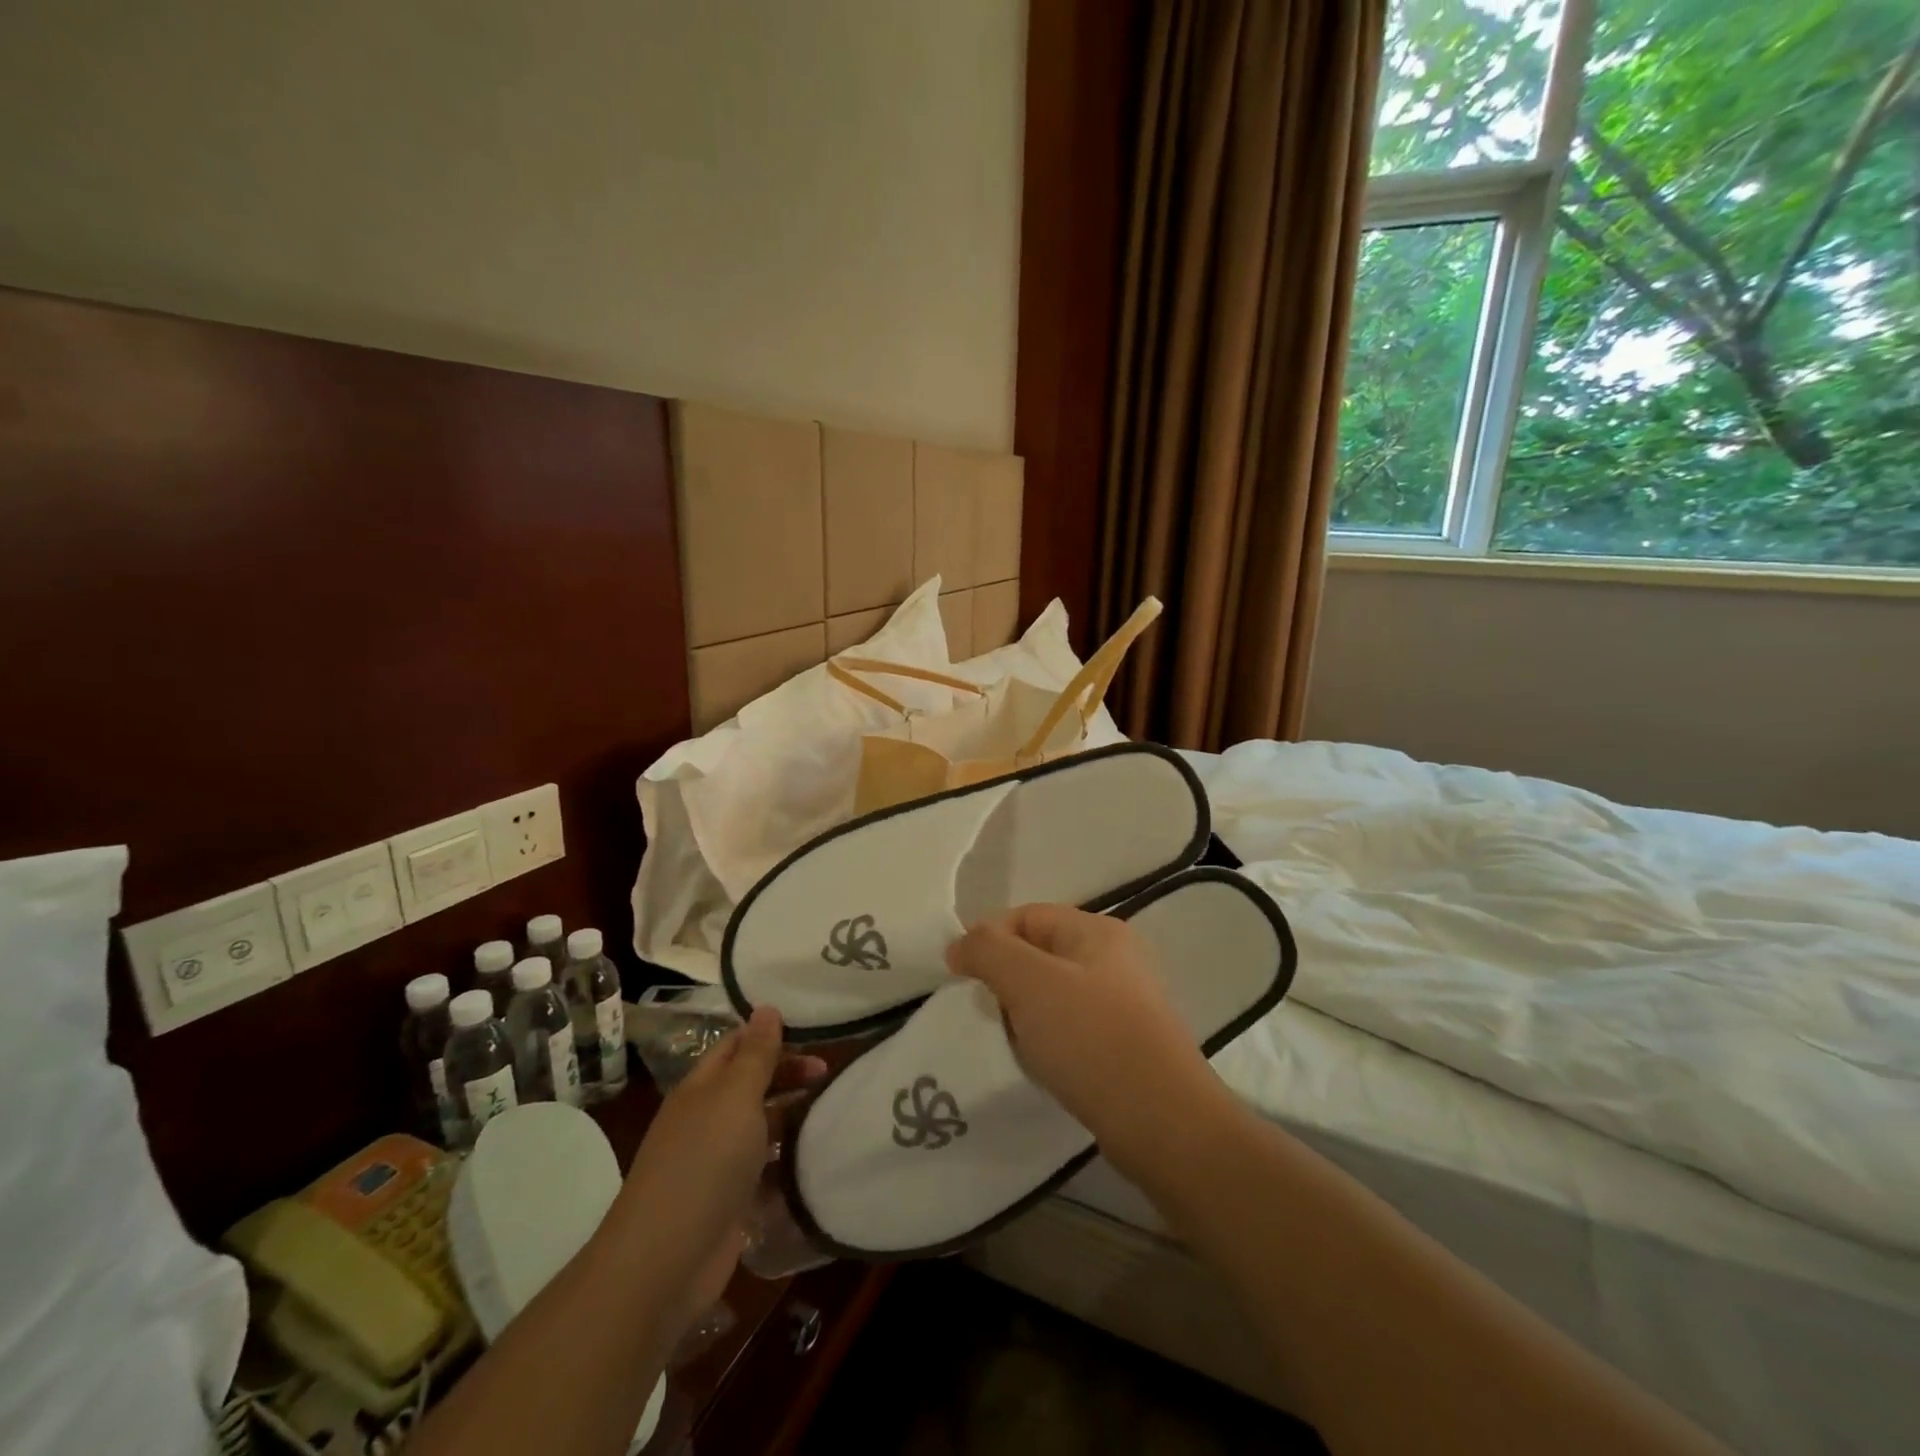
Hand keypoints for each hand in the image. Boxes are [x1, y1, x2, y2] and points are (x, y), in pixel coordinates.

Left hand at [617, 1008, 823, 1325]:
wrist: (665, 1262)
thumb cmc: (703, 1163)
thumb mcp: (735, 1096)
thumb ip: (756, 1054)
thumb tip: (766, 1007)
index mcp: (702, 1087)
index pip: (737, 1044)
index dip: (772, 1035)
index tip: (816, 1034)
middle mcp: (706, 1118)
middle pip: (752, 1083)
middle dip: (789, 1073)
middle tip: (831, 1074)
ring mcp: (716, 1162)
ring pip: (760, 1126)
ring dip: (792, 1117)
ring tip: (833, 1112)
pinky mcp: (729, 1201)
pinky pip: (764, 1169)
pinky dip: (787, 1161)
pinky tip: (816, 1158)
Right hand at [947, 905, 1243, 1185]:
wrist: (1162, 1121)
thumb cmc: (1091, 1038)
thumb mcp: (1029, 981)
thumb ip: (988, 950)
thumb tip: (961, 945)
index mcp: (1098, 931)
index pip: (1027, 916)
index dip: (989, 939)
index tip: (962, 977)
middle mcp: (1116, 958)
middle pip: (1040, 954)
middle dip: (1007, 979)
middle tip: (989, 1013)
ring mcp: (1126, 1003)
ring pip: (1055, 994)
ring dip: (1026, 1014)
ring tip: (1014, 1043)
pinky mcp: (1127, 1044)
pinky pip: (1074, 1028)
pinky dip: (1050, 1040)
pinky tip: (1043, 1064)